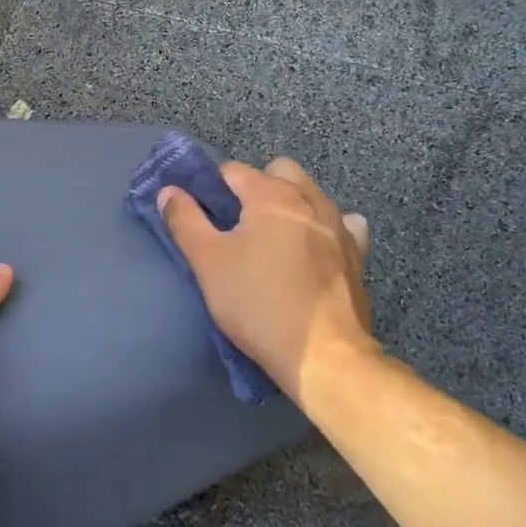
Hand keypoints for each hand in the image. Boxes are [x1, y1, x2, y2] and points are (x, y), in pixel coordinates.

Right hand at [158, 157, 372, 401]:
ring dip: (290, 204)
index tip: (203, 216)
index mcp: (271, 195)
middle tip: (238, 225)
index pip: (233, 171)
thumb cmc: (258, 303)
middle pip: (278, 172)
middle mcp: (309, 200)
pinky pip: (341, 225)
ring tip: (273, 240)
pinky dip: (324, 228)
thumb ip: (185, 221)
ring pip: (310, 194)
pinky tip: (314, 250)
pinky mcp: (356, 254)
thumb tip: (169, 191)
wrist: (324, 355)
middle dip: (256, 187)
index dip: (212, 188)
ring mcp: (339, 226)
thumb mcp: (208, 263)